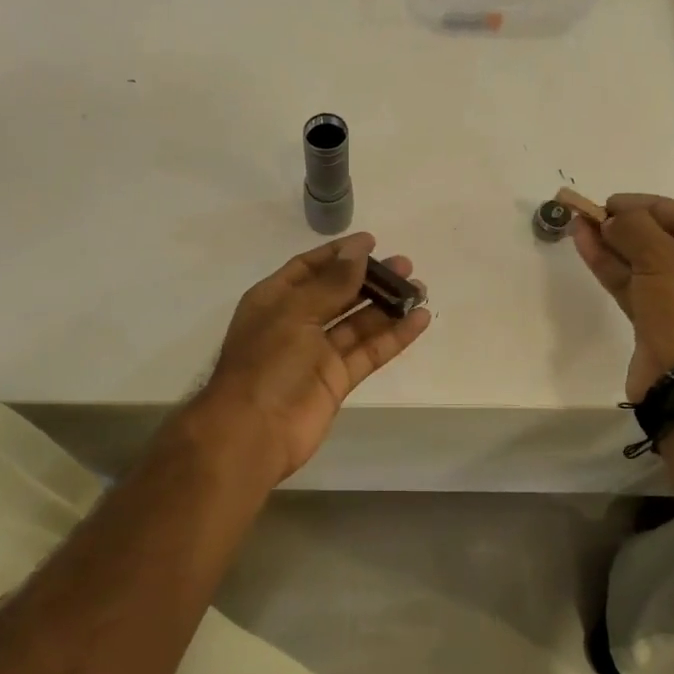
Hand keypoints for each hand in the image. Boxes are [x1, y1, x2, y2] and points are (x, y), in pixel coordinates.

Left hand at [200, 233, 430, 481]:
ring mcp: (317, 353)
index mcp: (274, 300)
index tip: (372, 242)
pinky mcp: (337, 380)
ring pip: (358, 323)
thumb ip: (332, 283)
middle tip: (406, 265)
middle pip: (338, 293)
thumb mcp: (295, 312)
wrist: (253, 432)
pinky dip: (393, 337)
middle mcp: (296, 322)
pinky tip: (419, 320)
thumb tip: (358, 253)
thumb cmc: (266, 362)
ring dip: (387, 306)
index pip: (309, 268)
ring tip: (420, 289)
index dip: (339, 254)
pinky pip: (369, 352)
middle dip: (370, 278)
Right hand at [572, 194, 673, 399]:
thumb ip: (636, 230)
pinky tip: (585, 247)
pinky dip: (610, 267)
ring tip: (579, 224)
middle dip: (627, 225)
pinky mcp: (655, 322)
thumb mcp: (665, 262)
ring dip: (612, 244)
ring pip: (642, 263)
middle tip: (593, 213)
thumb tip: (612, 217)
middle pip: (664, 240)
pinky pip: (632, 285)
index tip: (614, 202)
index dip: (650, 206)